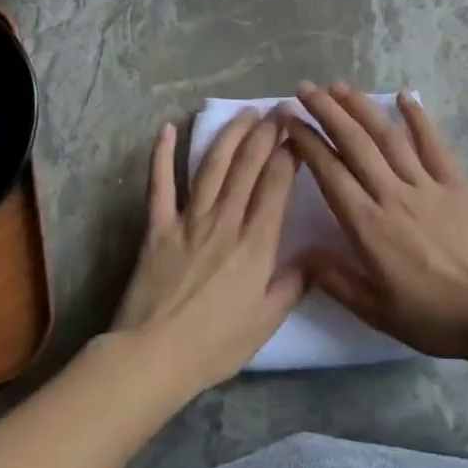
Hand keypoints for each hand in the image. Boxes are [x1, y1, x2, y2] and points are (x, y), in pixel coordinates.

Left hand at [112, 113, 303, 391]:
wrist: (153, 358)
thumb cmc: (215, 345)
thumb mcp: (267, 322)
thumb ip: (293, 285)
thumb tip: (315, 258)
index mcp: (256, 243)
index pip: (276, 184)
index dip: (289, 153)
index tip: (299, 131)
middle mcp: (225, 221)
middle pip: (248, 165)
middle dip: (267, 133)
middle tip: (279, 110)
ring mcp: (189, 220)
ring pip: (213, 166)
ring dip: (231, 135)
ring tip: (246, 113)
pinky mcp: (157, 227)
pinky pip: (160, 184)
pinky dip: (163, 155)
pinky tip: (169, 129)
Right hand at [282, 83, 467, 358]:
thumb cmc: (434, 316)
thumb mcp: (376, 311)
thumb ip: (336, 279)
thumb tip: (302, 252)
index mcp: (368, 226)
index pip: (329, 173)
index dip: (307, 142)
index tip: (289, 119)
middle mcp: (393, 195)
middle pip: (354, 144)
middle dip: (327, 112)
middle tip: (304, 89)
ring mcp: (426, 184)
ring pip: (388, 137)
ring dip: (362, 108)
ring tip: (339, 86)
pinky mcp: (455, 182)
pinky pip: (433, 143)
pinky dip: (417, 117)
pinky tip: (403, 96)